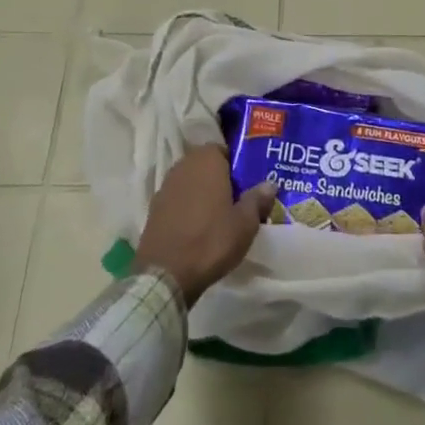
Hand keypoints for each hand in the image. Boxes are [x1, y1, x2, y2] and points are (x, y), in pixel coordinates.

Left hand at [133, 145, 275, 305]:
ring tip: (219, 215)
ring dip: (203, 193)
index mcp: (207, 160)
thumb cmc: (211, 240)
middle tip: (237, 199)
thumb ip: (258, 199)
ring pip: (191, 182)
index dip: (237, 165)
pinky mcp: (154, 209)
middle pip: (206, 165)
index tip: (248, 183)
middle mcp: (183, 166)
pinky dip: (187, 208)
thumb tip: (270, 184)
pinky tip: (197, 228)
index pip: (225, 150)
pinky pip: (178, 200)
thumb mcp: (245, 223)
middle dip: (220, 178)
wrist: (165, 274)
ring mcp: (165, 187)